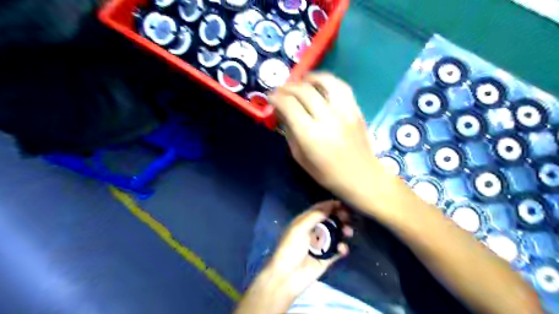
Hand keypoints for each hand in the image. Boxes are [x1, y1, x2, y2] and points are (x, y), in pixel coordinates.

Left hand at [264, 200, 350, 297]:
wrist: (286, 277)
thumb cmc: (290, 249)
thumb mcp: (299, 228)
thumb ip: (314, 216)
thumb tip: (330, 205)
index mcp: (304, 222)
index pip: (319, 209)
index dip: (330, 205)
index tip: (343, 204)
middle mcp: (313, 231)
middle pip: (329, 220)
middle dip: (339, 217)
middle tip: (348, 218)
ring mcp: (320, 245)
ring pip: (336, 234)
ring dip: (343, 231)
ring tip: (348, 232)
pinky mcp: (326, 258)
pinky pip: (337, 250)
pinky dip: (342, 248)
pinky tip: (342, 249)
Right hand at [268, 72, 382, 201]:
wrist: (362, 177)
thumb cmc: (327, 174)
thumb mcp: (300, 158)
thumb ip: (290, 133)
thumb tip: (283, 113)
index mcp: (310, 135)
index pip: (289, 105)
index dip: (276, 97)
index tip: (271, 98)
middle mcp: (327, 118)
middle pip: (304, 91)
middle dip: (288, 87)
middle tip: (281, 91)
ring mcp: (344, 111)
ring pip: (325, 82)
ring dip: (309, 78)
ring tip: (301, 81)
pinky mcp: (356, 109)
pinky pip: (342, 86)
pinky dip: (328, 81)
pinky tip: (321, 84)